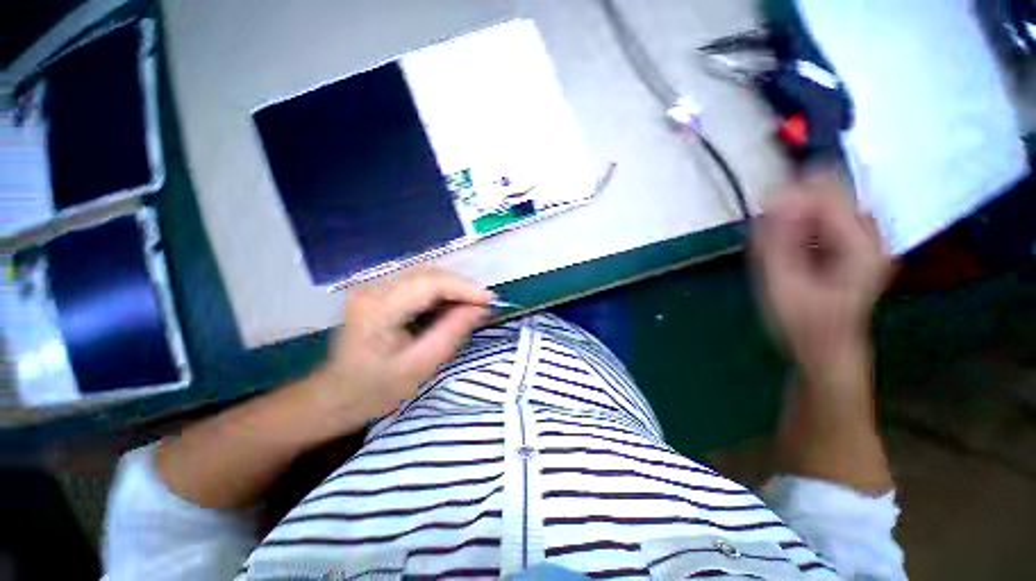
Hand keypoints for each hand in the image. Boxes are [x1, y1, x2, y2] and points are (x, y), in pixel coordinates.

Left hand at [305, 267, 492, 430]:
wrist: (335, 395)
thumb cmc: (376, 390)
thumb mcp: (421, 366)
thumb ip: (452, 332)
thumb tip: (482, 308)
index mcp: (379, 309)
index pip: (431, 283)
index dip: (465, 288)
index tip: (491, 300)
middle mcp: (373, 288)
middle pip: (428, 274)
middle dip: (461, 287)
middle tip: (484, 305)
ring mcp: (373, 287)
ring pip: (425, 274)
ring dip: (453, 287)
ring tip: (471, 305)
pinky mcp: (378, 291)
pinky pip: (417, 282)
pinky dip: (440, 291)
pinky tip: (451, 305)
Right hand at [753, 172, 892, 382]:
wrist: (826, 351)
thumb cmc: (804, 323)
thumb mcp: (783, 283)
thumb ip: (779, 241)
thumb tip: (775, 198)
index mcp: (862, 244)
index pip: (827, 193)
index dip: (790, 196)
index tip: (761, 214)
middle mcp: (870, 234)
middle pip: (827, 195)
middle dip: (790, 211)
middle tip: (768, 241)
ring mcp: (862, 238)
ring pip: (821, 207)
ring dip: (791, 223)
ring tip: (778, 255)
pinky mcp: (851, 244)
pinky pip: (820, 221)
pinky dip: (797, 231)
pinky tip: (788, 255)